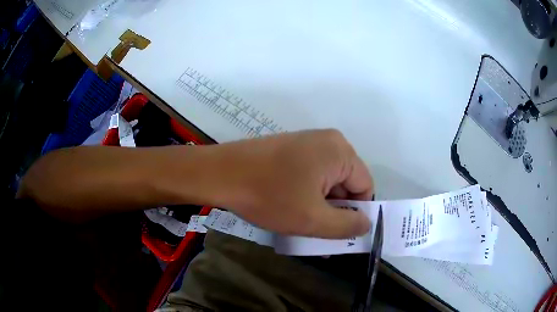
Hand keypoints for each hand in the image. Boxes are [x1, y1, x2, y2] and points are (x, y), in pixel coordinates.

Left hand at [202, 129, 373, 238]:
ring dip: (320, 207)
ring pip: (327, 183)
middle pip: (346, 184)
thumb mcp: (312, 219)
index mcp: (340, 151)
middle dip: (336, 212)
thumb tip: (367, 224)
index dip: (355, 214)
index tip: (338, 234)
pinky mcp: (291, 149)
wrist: (220, 174)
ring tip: (304, 227)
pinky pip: (311, 176)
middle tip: (319, 235)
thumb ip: (347, 225)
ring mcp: (307, 143)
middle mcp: (328, 141)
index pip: (365, 187)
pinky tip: (293, 211)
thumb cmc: (268, 196)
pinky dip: (307, 196)